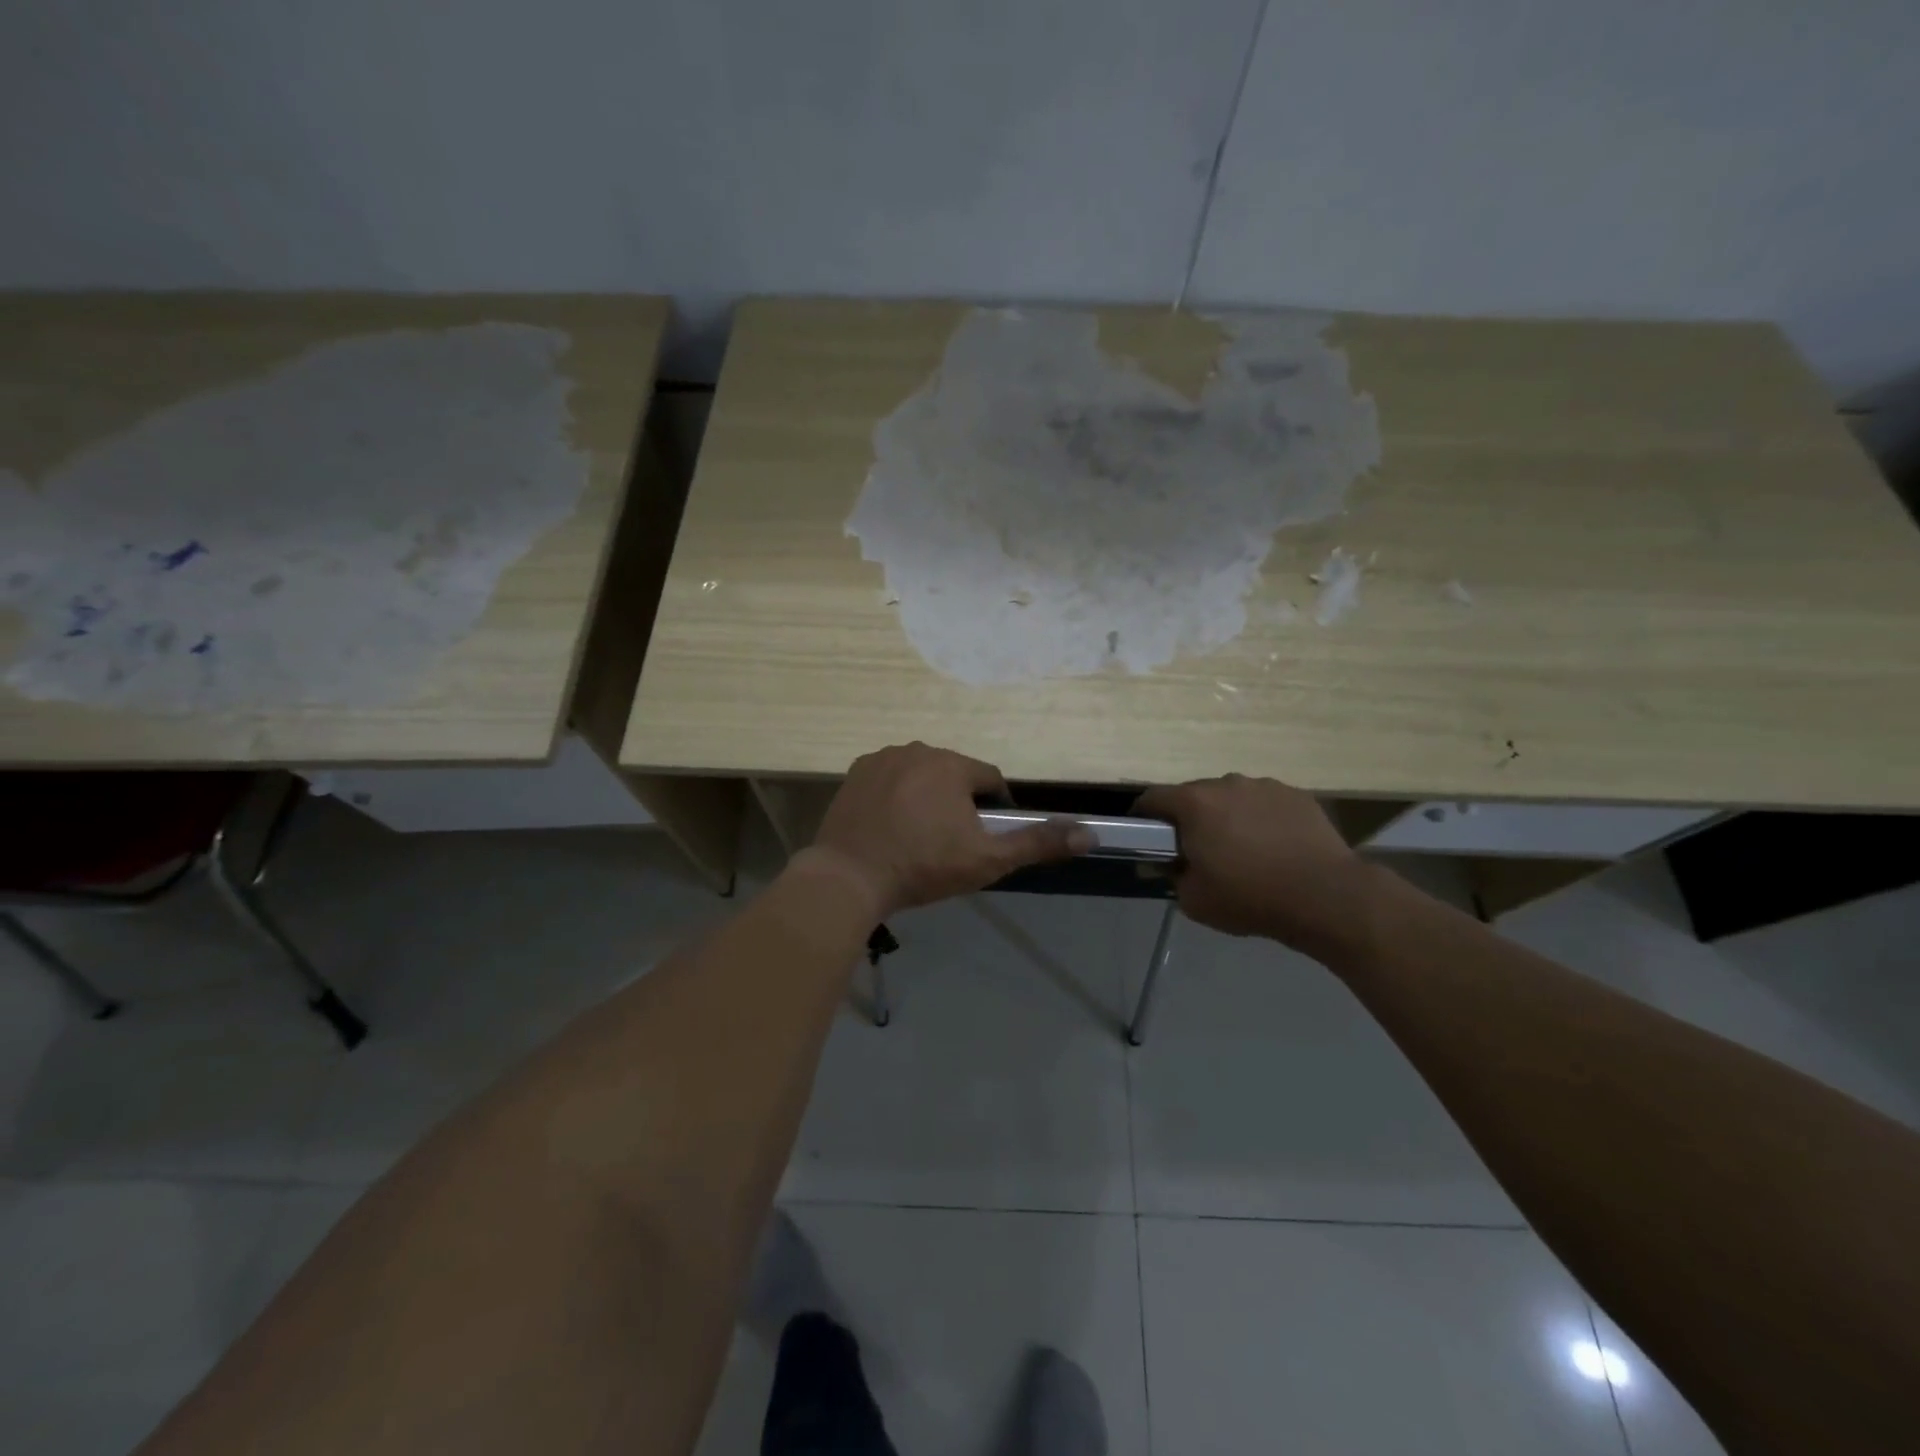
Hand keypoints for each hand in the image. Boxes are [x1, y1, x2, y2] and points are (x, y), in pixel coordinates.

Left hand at [801, 743, 1093, 919]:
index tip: (985, 837)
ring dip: (926, 796)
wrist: (849, 877)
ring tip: (918, 836)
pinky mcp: (855, 773)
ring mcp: (882, 759)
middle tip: (949, 843)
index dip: (994, 808)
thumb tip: (1089, 834)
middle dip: (958, 802)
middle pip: (953, 774)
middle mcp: (918, 749)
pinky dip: (895, 796)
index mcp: (952, 765)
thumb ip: (1036, 843)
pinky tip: (890, 826)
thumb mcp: (987, 859)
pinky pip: (889, 779)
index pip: (989, 780)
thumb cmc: (923, 866)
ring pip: (920, 774)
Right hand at [1133, 774, 1371, 956]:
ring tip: (1243, 850)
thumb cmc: (1250, 897)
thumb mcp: (1193, 900)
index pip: (1152, 798)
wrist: (1326, 896)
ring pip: (1232, 797)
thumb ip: (1173, 876)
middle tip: (1198, 850)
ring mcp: (1265, 786)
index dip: (1143, 816)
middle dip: (1190, 818)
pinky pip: (1265, 804)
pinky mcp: (1297, 795)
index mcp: (1194, 803)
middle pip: (1194, 795)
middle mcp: (1226, 783)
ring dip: (1228, 816)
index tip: (1146, 836)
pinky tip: (1275, 848)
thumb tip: (1173, 864)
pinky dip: (1262, 820)